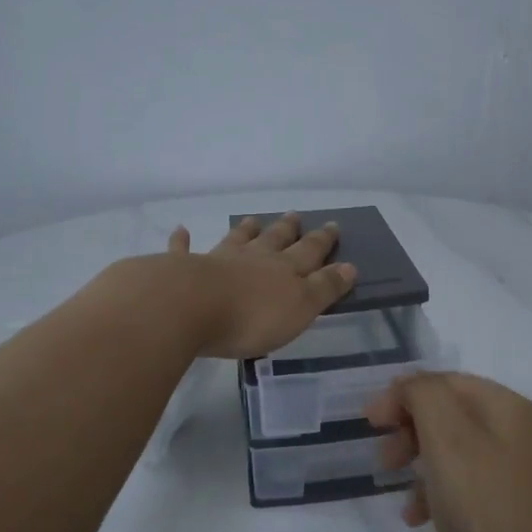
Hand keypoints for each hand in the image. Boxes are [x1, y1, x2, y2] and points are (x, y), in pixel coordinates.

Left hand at [163, 213, 357, 359]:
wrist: (189, 307)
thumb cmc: (251, 316)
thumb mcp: (300, 307)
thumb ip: (324, 287)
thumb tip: (350, 266)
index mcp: (283, 270)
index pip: (309, 252)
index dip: (322, 241)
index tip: (333, 225)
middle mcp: (252, 259)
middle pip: (273, 240)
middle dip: (287, 229)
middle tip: (295, 214)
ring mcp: (216, 260)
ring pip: (235, 241)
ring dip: (245, 230)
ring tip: (252, 220)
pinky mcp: (182, 269)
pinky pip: (183, 251)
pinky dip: (183, 241)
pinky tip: (181, 231)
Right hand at [365, 373, 531, 531]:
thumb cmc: (487, 509)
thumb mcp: (448, 440)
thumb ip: (424, 397)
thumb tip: (409, 387)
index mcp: (509, 408)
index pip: (446, 381)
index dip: (403, 394)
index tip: (370, 422)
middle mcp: (521, 432)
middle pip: (452, 414)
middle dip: (411, 429)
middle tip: (384, 459)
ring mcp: (523, 473)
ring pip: (458, 451)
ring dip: (421, 464)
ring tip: (398, 493)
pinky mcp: (518, 509)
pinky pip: (470, 486)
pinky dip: (441, 493)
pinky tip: (422, 520)